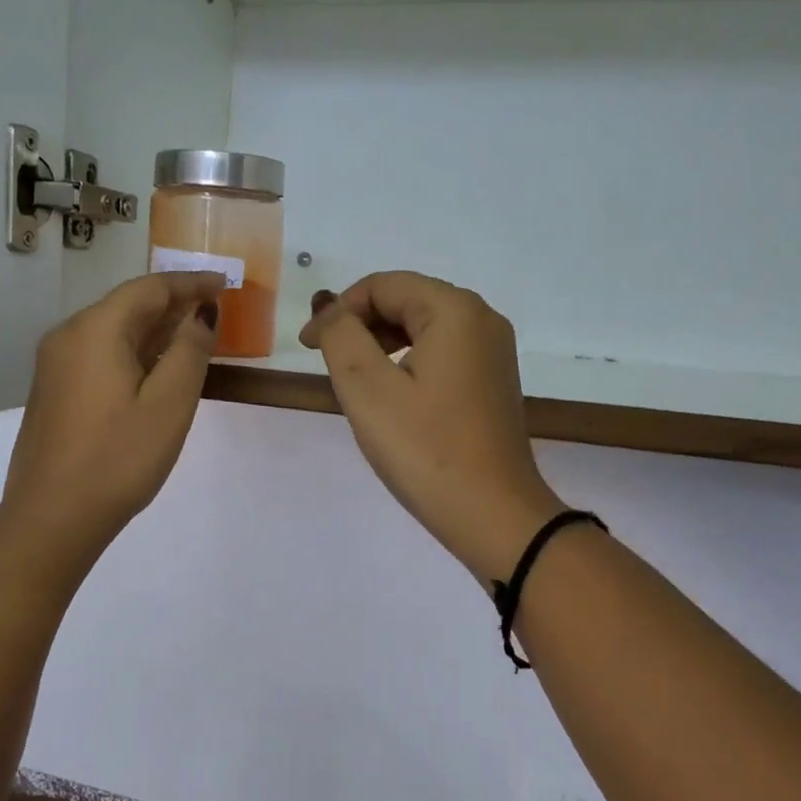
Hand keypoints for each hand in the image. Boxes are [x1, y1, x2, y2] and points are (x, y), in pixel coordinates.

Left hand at [2, 273, 223, 566]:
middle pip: (128, 306)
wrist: (52, 517)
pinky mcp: (55, 391)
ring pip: (113, 331)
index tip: (225, 284)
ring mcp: (56, 365)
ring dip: (155, 329)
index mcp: (95, 330)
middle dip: (173, 304)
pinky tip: (156, 368)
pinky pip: (100, 354)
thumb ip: (190, 350)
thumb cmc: (118, 458)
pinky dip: (133, 351)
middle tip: (215, 309)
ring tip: (194, 335)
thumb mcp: (169, 403)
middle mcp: (68, 336)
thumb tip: (201, 313)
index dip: (190, 282)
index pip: (149, 288)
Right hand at [300, 272, 565, 582]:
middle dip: (359, 325)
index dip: (338, 309)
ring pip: (422, 328)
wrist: (493, 515)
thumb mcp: (368, 389)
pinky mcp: (492, 382)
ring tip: (353, 382)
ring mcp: (493, 352)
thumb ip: (341, 336)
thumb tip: (329, 309)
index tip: (307, 347)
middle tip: (325, 363)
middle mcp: (482, 320)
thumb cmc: (426, 449)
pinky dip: (406, 362)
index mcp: (455, 310)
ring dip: (380, 344)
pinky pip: (440, 354)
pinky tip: (389, 397)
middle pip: (406, 300)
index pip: (383, 285)